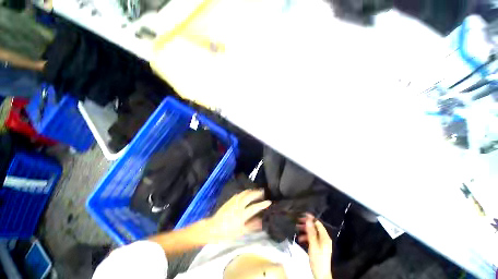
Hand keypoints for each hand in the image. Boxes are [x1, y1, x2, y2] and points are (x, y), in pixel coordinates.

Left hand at [206, 189, 270, 241]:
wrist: (213, 228)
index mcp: (241, 215)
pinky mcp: (229, 200)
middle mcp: (238, 206)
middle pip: (249, 196)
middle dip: (257, 193)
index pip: (254, 207)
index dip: (262, 204)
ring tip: (256, 191)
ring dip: (251, 191)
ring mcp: (233, 202)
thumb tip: (261, 221)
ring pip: (244, 193)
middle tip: (263, 192)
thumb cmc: (227, 232)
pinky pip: (239, 194)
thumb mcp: (241, 232)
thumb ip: (251, 225)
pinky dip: (244, 192)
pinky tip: (246, 193)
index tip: (269, 202)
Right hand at [298, 214, 332, 278]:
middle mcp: (324, 239)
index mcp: (325, 237)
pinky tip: (301, 239)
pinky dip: (306, 237)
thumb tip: (309, 220)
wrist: (321, 274)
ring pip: (313, 233)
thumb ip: (311, 232)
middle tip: (298, 222)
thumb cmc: (317, 259)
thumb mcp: (313, 245)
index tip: (303, 215)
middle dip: (306, 224)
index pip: (318, 224)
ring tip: (297, 229)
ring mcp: (322, 243)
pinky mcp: (318, 247)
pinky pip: (312, 238)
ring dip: (305, 230)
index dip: (311, 219)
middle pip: (315, 227)